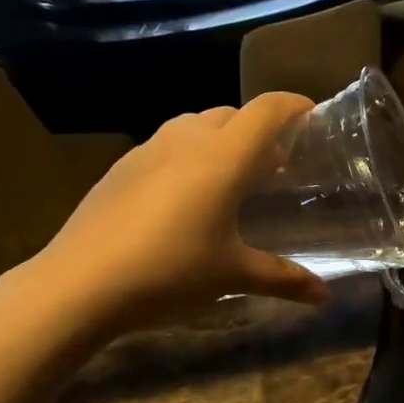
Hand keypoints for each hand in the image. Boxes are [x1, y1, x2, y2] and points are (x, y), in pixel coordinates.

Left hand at [14, 94, 329, 334]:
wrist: (79, 283)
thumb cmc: (170, 272)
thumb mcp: (232, 276)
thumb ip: (283, 278)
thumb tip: (324, 297)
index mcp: (223, 157)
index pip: (267, 110)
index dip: (294, 105)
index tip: (313, 116)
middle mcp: (187, 140)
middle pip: (232, 114)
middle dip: (258, 130)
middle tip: (275, 163)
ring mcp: (148, 150)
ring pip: (195, 126)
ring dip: (220, 140)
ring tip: (230, 177)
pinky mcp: (120, 167)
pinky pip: (166, 146)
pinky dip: (188, 156)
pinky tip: (183, 197)